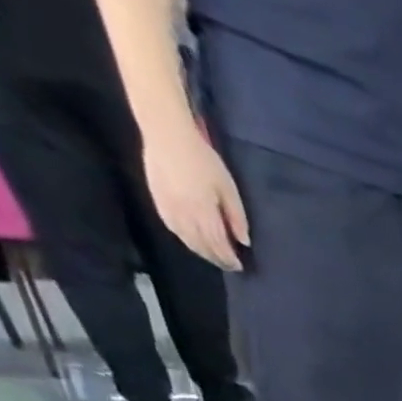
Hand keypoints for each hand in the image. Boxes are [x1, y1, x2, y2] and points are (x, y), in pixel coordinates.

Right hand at [141, 120, 248, 270]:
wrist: (166, 134)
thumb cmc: (203, 160)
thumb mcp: (228, 189)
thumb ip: (237, 217)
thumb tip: (244, 242)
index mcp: (204, 212)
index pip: (219, 245)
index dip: (229, 259)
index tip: (239, 266)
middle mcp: (185, 215)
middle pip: (203, 246)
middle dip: (217, 259)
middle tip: (228, 265)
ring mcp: (168, 207)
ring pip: (187, 240)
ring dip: (201, 252)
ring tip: (213, 257)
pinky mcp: (157, 199)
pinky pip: (172, 228)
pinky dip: (185, 239)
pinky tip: (192, 241)